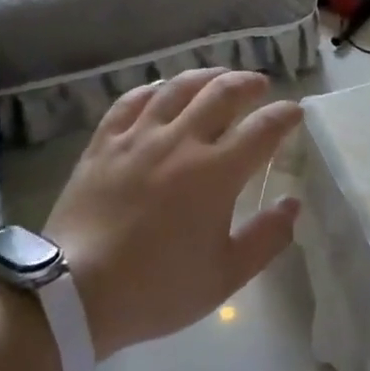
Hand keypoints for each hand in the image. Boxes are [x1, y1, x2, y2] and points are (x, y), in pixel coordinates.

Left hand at [46, 68, 302, 359]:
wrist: (75, 294)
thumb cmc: (157, 287)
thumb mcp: (225, 276)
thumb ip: (266, 238)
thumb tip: (292, 204)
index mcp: (216, 172)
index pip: (263, 129)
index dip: (284, 115)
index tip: (294, 112)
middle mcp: (181, 142)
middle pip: (222, 93)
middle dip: (248, 83)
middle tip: (259, 85)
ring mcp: (139, 137)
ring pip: (178, 88)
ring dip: (206, 76)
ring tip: (219, 77)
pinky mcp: (104, 142)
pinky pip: (132, 100)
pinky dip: (154, 89)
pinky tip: (162, 90)